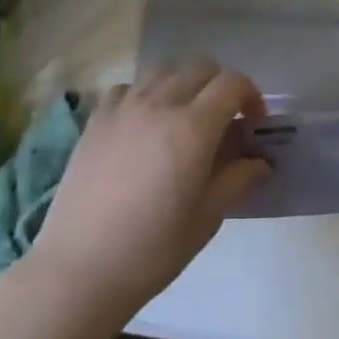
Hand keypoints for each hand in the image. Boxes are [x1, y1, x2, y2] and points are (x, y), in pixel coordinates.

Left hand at [22, 61, 269, 325]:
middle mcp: (160, 104)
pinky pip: (128, 87)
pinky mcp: (96, 120)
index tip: (253, 123)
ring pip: (164, 70)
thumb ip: (236, 179)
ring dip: (184, 83)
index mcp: (193, 128)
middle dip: (221, 87)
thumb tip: (259, 161)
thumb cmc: (152, 250)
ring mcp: (124, 108)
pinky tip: (143, 122)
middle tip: (223, 120)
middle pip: (201, 68)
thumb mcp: (206, 219)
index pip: (232, 84)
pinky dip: (145, 93)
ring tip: (184, 115)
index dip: (250, 96)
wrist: (79, 270)